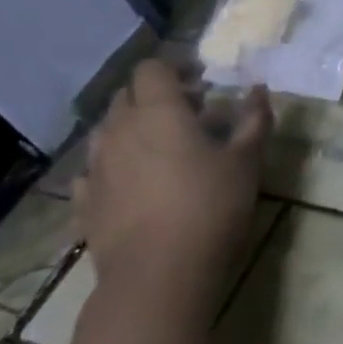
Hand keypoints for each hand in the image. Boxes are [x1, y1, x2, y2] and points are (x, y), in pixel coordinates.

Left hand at [73, 59, 268, 298]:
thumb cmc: (210, 206)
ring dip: (132, 128)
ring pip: (107, 130)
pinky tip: (132, 182)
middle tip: (190, 113)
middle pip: (126, 95)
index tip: (202, 82)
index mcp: (158, 111)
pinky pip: (93, 170)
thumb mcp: (247, 160)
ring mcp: (95, 167)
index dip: (176, 68)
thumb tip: (258, 89)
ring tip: (162, 147)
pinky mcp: (84, 202)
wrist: (158, 275)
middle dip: (155, 95)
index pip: (152, 68)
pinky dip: (113, 165)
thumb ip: (254, 119)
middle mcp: (119, 130)